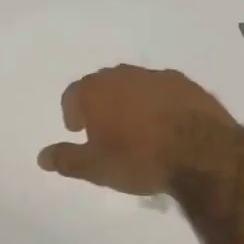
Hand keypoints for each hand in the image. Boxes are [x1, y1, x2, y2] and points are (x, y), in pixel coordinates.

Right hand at [37, 65, 237, 195]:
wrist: (202, 153)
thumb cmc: (138, 159)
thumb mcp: (95, 168)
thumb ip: (66, 159)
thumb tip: (42, 157)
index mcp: (96, 90)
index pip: (73, 94)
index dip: (72, 113)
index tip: (77, 131)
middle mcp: (124, 75)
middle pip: (103, 86)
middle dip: (100, 105)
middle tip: (104, 130)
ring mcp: (158, 77)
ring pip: (135, 86)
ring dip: (131, 103)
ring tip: (138, 131)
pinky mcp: (188, 84)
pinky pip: (164, 92)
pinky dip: (159, 105)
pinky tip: (167, 127)